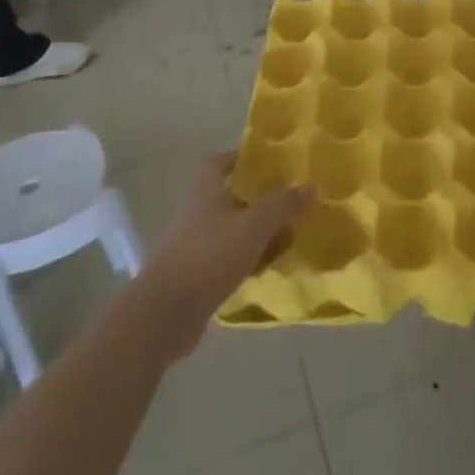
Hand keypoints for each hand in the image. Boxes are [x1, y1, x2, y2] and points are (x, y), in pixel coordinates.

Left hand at [133, 154, 311, 359]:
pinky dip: (249, 260)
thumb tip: (310, 185)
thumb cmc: (209, 257)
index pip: (218, 163)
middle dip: (260, 200)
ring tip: (289, 237)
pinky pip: (230, 260)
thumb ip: (282, 205)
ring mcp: (196, 247)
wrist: (164, 316)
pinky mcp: (198, 277)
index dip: (240, 158)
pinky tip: (269, 268)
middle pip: (231, 197)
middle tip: (290, 203)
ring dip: (258, 233)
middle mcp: (198, 215)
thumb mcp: (254, 226)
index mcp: (206, 193)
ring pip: (233, 231)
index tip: (267, 163)